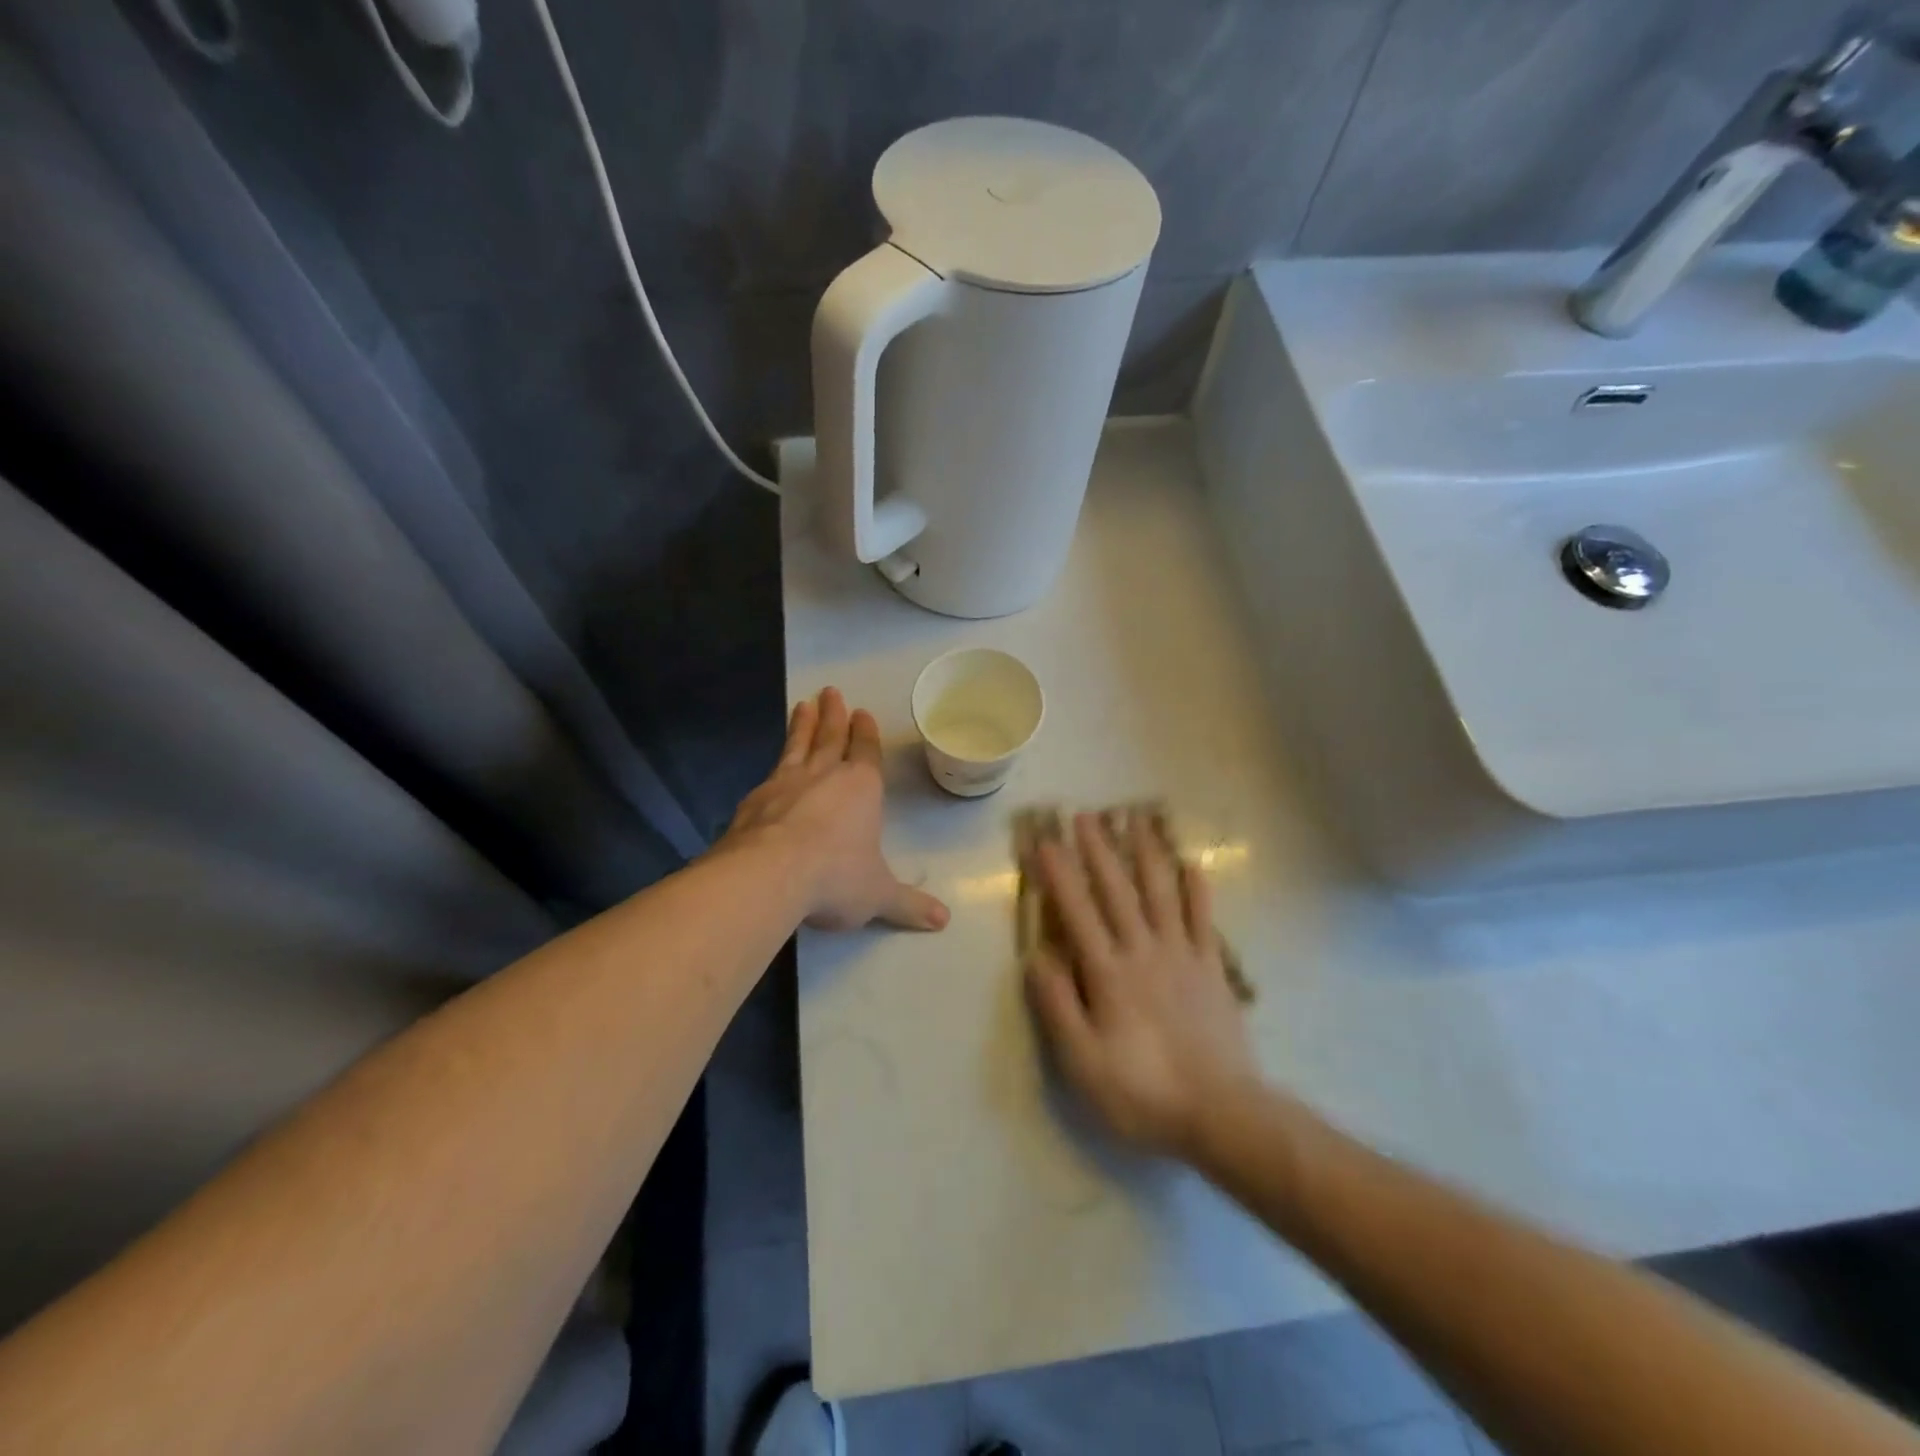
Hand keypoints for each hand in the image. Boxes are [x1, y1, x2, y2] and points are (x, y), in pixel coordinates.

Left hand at [725, 688, 948, 932]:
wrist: (769, 874)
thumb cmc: (835, 877)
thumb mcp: (878, 895)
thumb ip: (908, 905)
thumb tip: (943, 921)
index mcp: (861, 789)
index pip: (866, 752)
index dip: (866, 734)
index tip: (862, 712)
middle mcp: (824, 776)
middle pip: (831, 737)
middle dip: (834, 715)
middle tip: (831, 691)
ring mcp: (786, 783)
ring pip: (798, 745)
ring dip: (803, 724)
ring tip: (803, 704)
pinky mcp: (756, 799)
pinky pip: (770, 772)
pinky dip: (775, 762)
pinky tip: (771, 767)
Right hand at [1025, 812, 1256, 1159]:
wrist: (1222, 1113)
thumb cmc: (1143, 1091)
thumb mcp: (1083, 1062)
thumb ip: (1058, 1005)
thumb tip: (1035, 956)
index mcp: (1109, 972)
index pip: (1077, 912)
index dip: (1059, 875)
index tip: (1045, 841)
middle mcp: (1143, 951)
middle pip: (1117, 891)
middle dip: (1098, 850)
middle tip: (1085, 814)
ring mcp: (1182, 955)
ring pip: (1160, 893)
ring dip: (1145, 854)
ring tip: (1136, 819)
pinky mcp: (1211, 968)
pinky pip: (1203, 920)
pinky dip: (1198, 890)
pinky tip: (1192, 864)